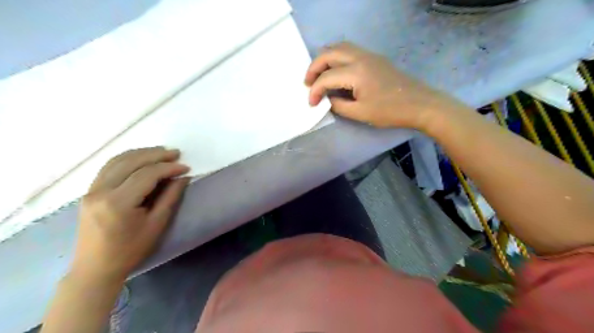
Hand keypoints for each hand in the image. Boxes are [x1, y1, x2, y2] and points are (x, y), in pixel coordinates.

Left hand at [71, 147, 189, 282]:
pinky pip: (109, 167)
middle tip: (176, 153)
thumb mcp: (157, 224)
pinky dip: (127, 158)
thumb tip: (182, 177)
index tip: (186, 167)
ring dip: (141, 153)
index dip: (168, 168)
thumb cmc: (131, 249)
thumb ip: (170, 197)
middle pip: (131, 162)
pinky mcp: (89, 191)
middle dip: (156, 155)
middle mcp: (101, 191)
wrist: (96, 267)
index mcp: (118, 203)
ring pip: (118, 160)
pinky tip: (141, 158)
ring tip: (162, 152)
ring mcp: (91, 190)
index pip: (146, 175)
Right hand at [306, 41, 457, 129]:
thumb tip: (327, 99)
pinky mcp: (375, 58)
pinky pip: (350, 50)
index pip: (326, 77)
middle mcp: (360, 57)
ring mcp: (369, 55)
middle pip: (329, 53)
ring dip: (325, 59)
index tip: (311, 104)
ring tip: (319, 75)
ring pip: (340, 47)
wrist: (420, 104)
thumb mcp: (360, 113)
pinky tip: (336, 70)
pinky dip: (337, 57)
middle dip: (314, 67)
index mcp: (356, 72)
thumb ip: (339, 105)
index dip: (315, 91)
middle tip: (308, 83)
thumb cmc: (390, 111)